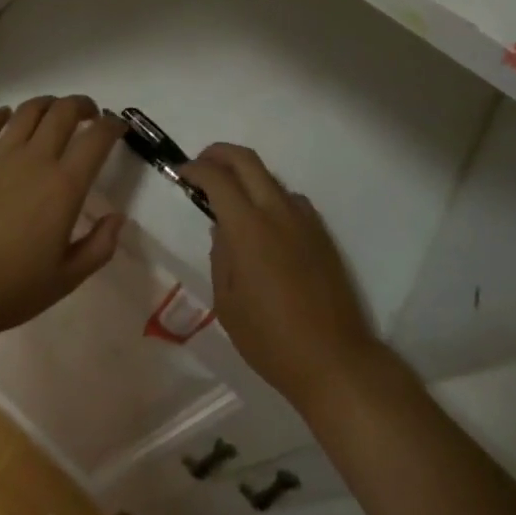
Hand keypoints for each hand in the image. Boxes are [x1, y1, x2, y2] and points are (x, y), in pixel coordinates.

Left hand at [0, 96, 126, 344]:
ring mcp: (0, 157)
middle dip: (83, 105)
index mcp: (65, 186)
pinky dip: (3, 114)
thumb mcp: (68, 278)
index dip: (112, 126)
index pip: (97, 138)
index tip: (118, 128)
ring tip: (55, 113)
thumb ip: (100, 246)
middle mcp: (35, 160)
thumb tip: (117, 218)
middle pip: (64, 111)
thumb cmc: (12, 289)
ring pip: (29, 111)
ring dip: (48, 104)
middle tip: (90, 115)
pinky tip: (8, 118)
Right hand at [181, 143, 383, 416]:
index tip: (180, 173)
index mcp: (249, 229)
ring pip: (270, 178)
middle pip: (247, 160)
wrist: (335, 361)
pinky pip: (290, 200)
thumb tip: (222, 230)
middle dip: (219, 154)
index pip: (217, 178)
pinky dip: (268, 196)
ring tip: (228, 199)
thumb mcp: (227, 303)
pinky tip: (262, 224)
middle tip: (200, 166)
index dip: (195, 169)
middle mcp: (278, 213)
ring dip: (245, 176)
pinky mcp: (322, 233)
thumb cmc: (270, 340)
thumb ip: (221, 257)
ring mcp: (304, 220)